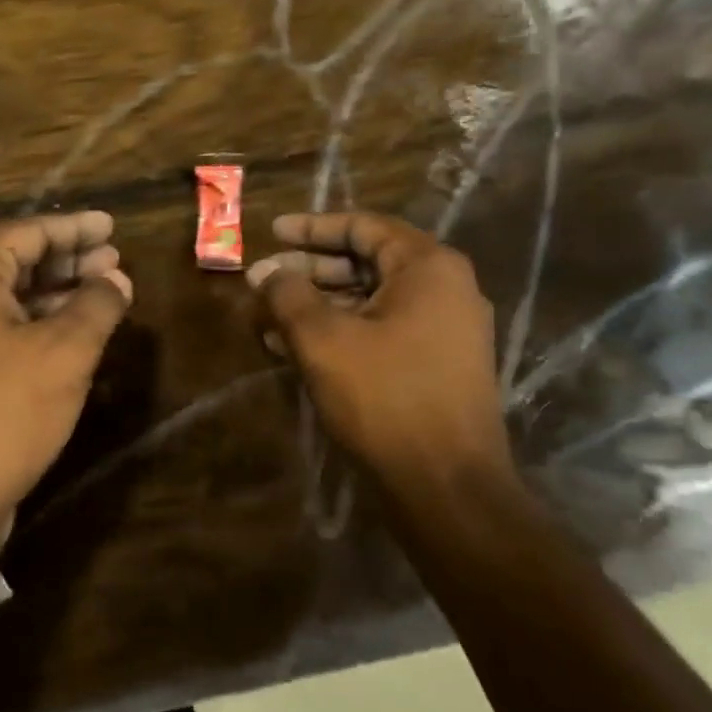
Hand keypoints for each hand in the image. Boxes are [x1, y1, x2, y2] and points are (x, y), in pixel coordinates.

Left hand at [0, 212, 132, 533]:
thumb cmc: (3, 412)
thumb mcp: (64, 353)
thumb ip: (96, 306)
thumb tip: (117, 279)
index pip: (28, 232)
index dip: (75, 228)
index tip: (112, 224)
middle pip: (18, 262)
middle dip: (70, 260)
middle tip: (116, 259)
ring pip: (14, 300)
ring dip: (60, 295)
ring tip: (108, 293)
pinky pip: (7, 333)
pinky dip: (43, 328)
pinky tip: (78, 336)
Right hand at [247, 212, 512, 495]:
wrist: (447, 485)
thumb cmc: (385, 397)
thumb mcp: (324, 339)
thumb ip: (289, 295)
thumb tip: (266, 272)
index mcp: (427, 267)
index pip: (363, 227)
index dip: (311, 228)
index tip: (271, 233)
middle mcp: (445, 289)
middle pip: (366, 262)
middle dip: (309, 271)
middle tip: (264, 281)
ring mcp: (444, 330)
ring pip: (369, 301)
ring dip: (318, 306)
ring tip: (268, 319)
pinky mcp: (436, 365)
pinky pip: (380, 331)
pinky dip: (339, 332)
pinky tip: (294, 349)